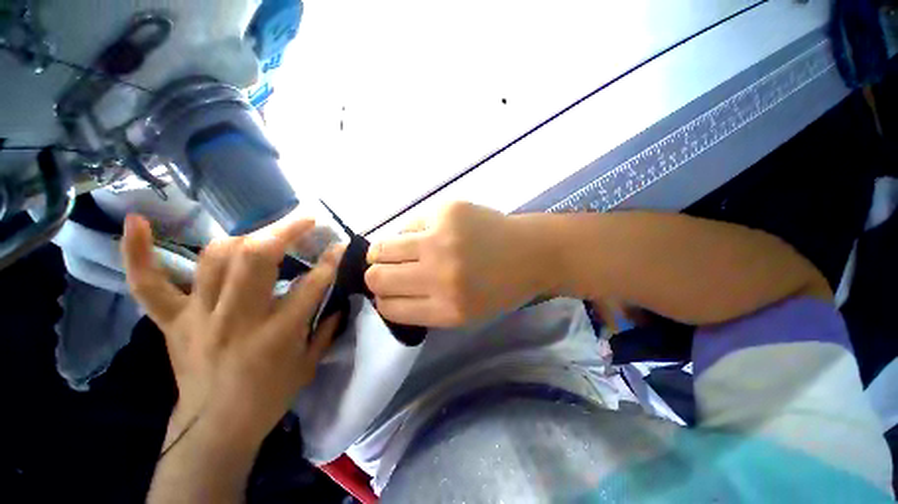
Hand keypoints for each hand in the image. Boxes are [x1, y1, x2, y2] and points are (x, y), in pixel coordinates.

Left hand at [121, 214, 338, 445]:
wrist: (215, 428)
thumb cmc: (269, 397)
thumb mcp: (309, 364)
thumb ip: (326, 328)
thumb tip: (339, 300)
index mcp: (278, 334)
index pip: (311, 284)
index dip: (330, 260)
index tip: (339, 244)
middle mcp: (238, 318)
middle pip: (258, 258)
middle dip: (286, 231)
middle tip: (305, 220)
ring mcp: (199, 316)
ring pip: (216, 258)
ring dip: (245, 237)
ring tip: (264, 233)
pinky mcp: (173, 320)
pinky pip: (148, 283)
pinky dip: (138, 251)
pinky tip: (138, 221)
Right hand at [365, 202, 551, 326]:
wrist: (531, 252)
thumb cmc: (500, 288)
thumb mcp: (464, 314)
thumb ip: (423, 306)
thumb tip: (386, 289)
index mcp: (447, 309)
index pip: (389, 307)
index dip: (384, 300)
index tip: (389, 293)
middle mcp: (440, 275)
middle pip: (377, 277)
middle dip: (377, 276)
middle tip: (390, 270)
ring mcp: (442, 239)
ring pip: (382, 247)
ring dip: (384, 252)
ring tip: (400, 251)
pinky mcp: (447, 211)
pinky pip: (408, 224)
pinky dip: (412, 232)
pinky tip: (429, 234)